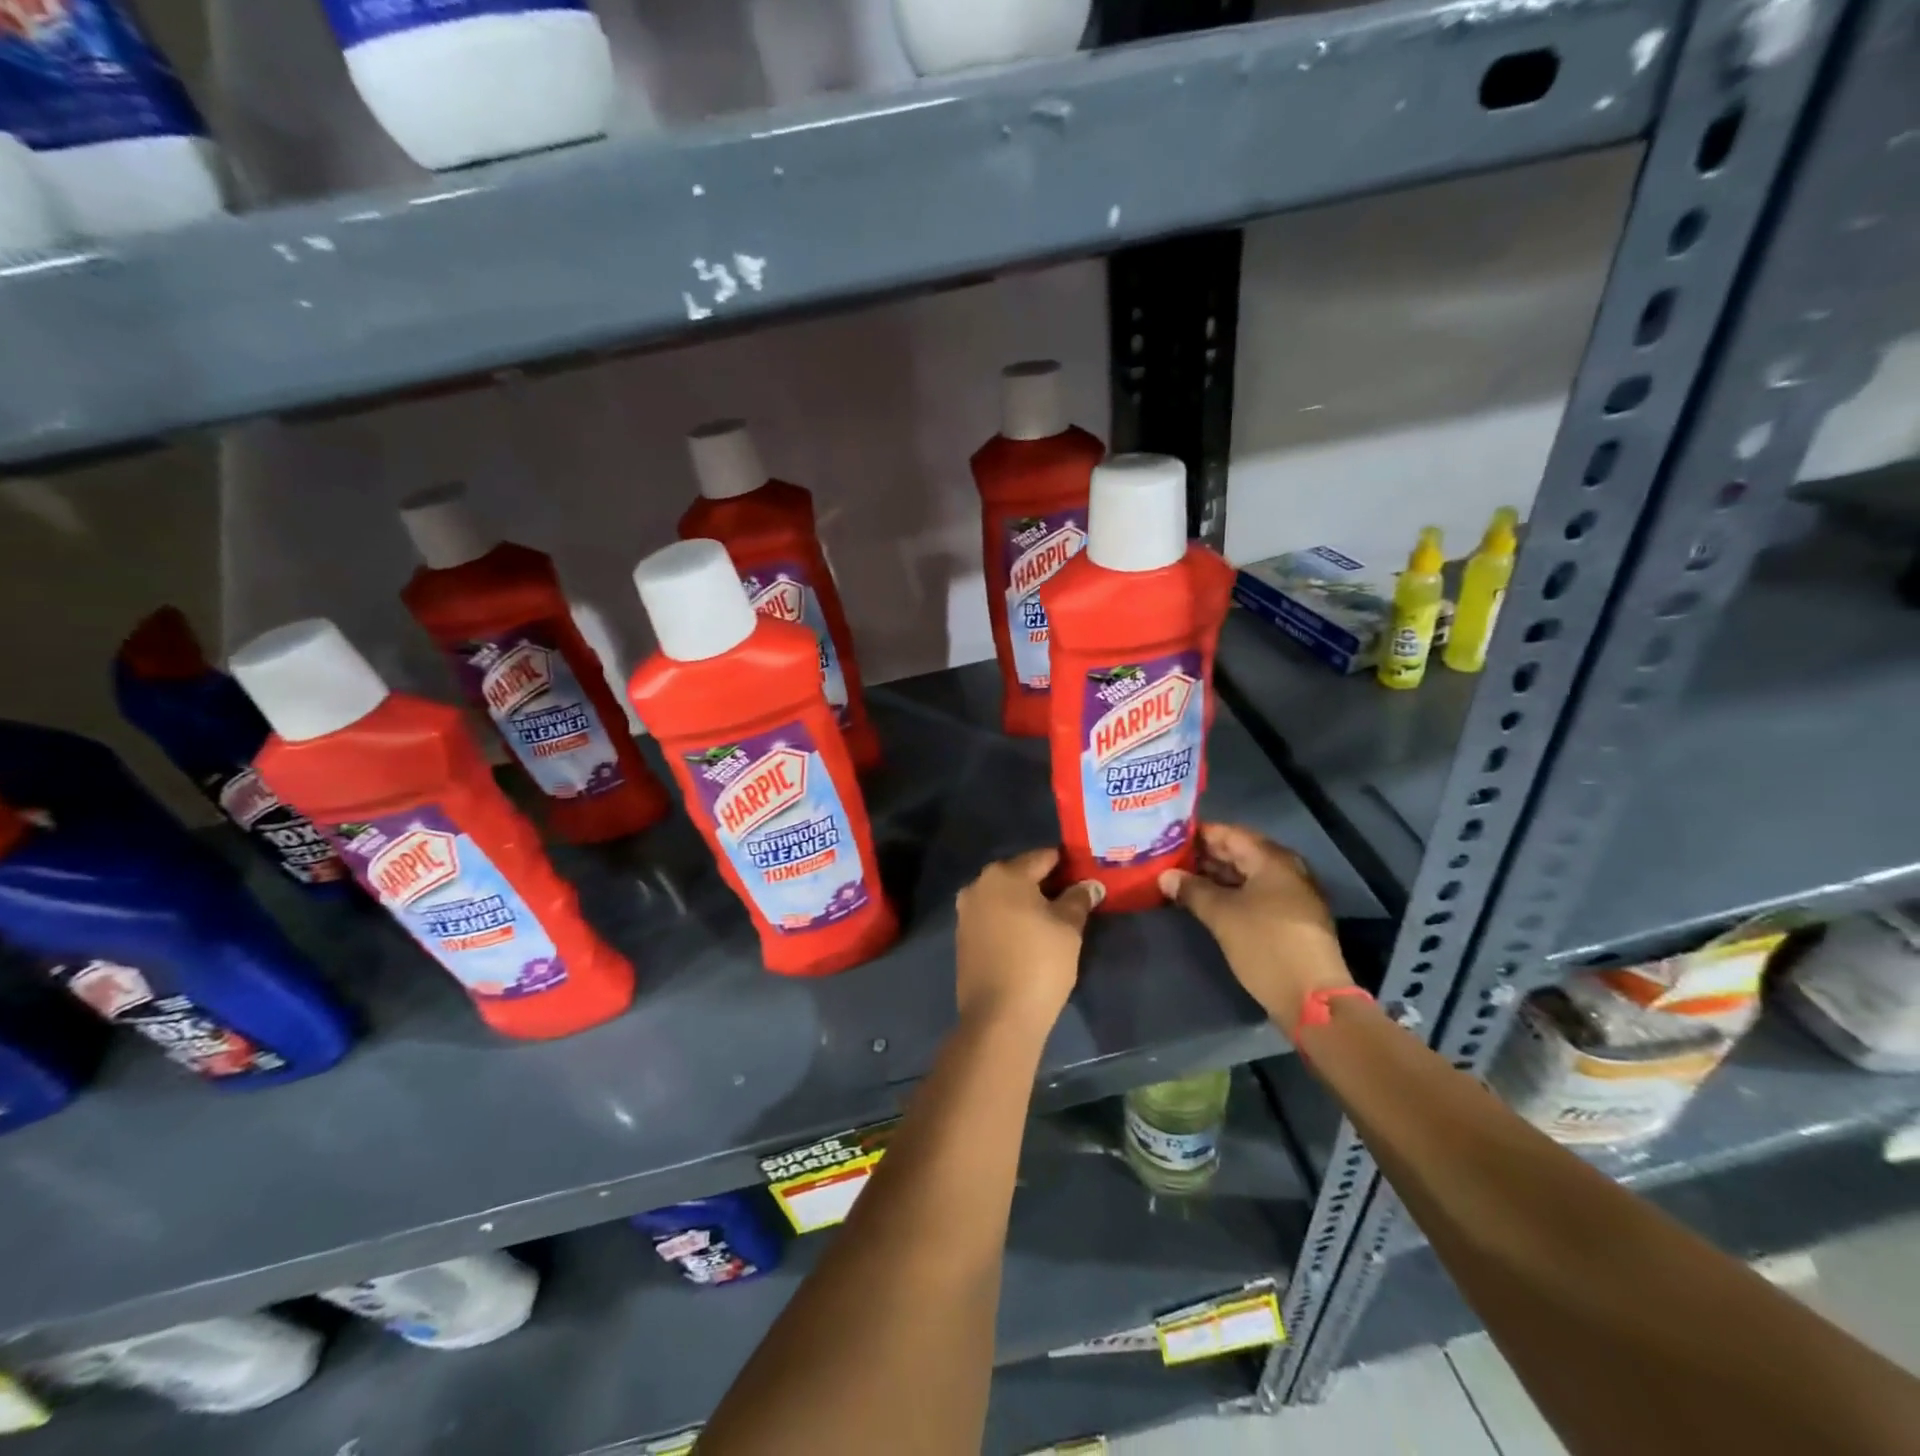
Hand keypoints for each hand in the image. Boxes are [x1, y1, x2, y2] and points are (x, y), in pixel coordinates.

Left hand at [955, 848, 1103, 1033]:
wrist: (999, 1017)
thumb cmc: (1039, 962)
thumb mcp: (1068, 928)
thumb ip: (1079, 899)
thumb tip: (1090, 884)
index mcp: (1003, 874)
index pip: (1042, 857)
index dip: (1067, 865)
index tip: (1085, 875)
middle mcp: (978, 885)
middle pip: (1020, 875)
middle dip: (1045, 884)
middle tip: (1073, 899)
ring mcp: (966, 912)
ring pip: (1004, 897)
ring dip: (1026, 904)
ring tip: (1054, 921)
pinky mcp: (963, 938)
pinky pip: (993, 918)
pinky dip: (1010, 921)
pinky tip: (1029, 938)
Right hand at [1159, 823, 1353, 1035]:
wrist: (1311, 997)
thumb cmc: (1265, 945)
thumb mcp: (1222, 915)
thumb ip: (1192, 890)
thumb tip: (1166, 875)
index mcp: (1272, 860)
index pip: (1230, 834)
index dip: (1200, 833)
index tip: (1170, 836)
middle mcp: (1286, 870)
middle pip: (1240, 853)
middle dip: (1205, 855)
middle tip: (1170, 858)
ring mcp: (1291, 895)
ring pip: (1247, 875)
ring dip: (1216, 876)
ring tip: (1181, 879)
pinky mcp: (1290, 918)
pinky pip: (1255, 894)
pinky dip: (1231, 893)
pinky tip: (1206, 901)